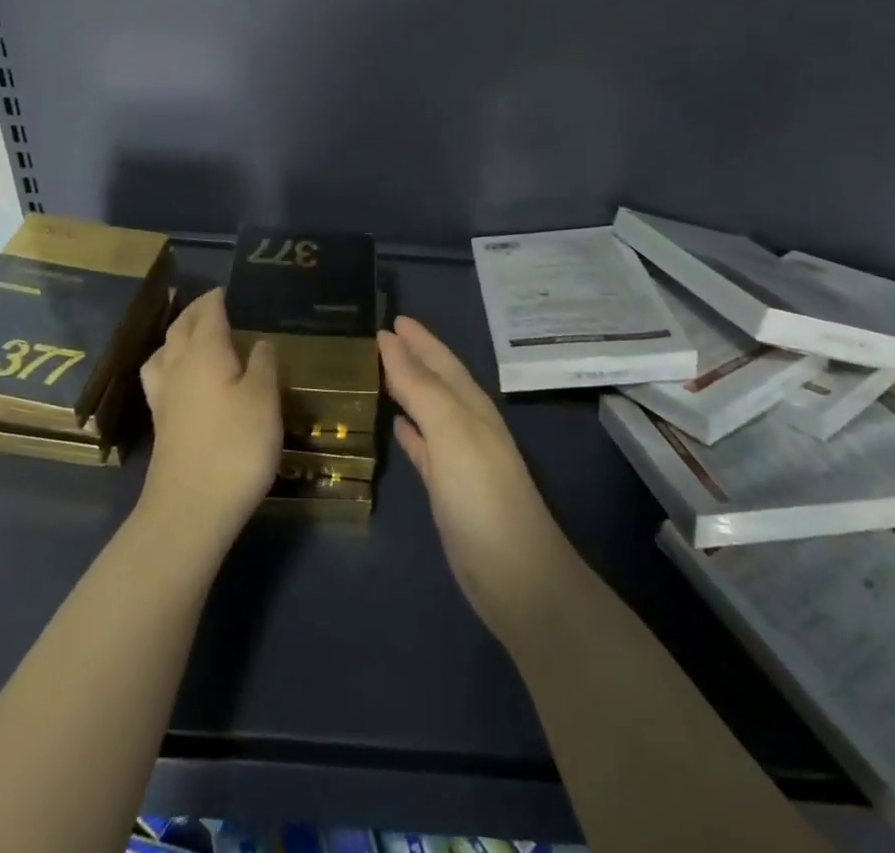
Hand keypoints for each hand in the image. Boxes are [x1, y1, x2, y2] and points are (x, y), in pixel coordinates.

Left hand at [139, 288, 281, 547]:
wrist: (190, 509)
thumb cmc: (235, 447)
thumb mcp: (264, 401)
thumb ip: (263, 366)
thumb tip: (259, 342)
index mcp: (205, 353)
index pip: (207, 314)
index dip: (216, 299)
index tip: (226, 289)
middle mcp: (178, 367)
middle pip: (180, 329)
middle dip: (193, 312)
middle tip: (210, 304)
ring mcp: (164, 398)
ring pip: (163, 352)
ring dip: (175, 336)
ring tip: (189, 335)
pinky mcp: (161, 425)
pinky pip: (160, 377)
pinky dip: (169, 364)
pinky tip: (181, 380)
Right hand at [380, 318, 579, 643]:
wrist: (516, 576)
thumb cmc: (482, 494)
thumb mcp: (451, 430)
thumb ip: (420, 385)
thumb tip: (389, 340)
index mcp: (471, 405)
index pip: (439, 360)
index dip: (417, 339)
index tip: (390, 318)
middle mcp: (467, 424)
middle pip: (435, 380)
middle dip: (412, 357)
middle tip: (380, 337)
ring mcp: (458, 458)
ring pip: (428, 410)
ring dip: (407, 390)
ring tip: (379, 372)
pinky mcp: (448, 489)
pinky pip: (424, 447)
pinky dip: (410, 431)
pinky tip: (395, 425)